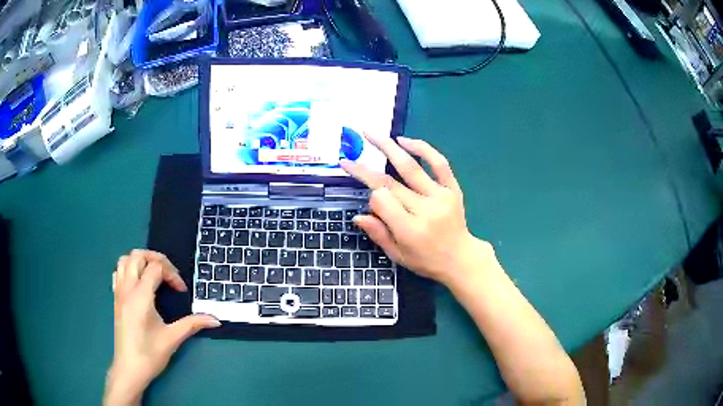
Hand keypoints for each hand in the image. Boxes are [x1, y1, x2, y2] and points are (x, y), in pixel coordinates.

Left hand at [104, 250, 219, 405]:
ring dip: (140, 261)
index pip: (156, 268)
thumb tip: (215, 320)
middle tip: (169, 274)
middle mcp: (127, 289)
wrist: (129, 369)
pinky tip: (138, 284)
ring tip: (154, 275)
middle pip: (138, 255)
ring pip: (125, 260)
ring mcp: (119, 293)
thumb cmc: (150, 354)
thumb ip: (193, 324)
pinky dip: (128, 269)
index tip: (181, 291)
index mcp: (141, 296)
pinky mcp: (116, 299)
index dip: (171, 274)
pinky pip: (118, 272)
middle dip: (156, 259)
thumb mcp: (173, 338)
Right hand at [341, 135, 489, 285]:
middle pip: (390, 183)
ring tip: (371, 134)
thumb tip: (357, 216)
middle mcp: (425, 209)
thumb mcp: (398, 255)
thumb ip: (378, 234)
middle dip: (365, 169)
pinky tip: (404, 140)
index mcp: (410, 230)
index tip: (370, 202)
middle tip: (348, 157)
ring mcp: (441, 196)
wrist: (460, 258)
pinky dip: (423, 148)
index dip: (371, 198)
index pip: (382, 201)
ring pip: (410, 167)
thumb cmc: (426, 260)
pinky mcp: (452, 188)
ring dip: (388, 148)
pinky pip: (439, 163)